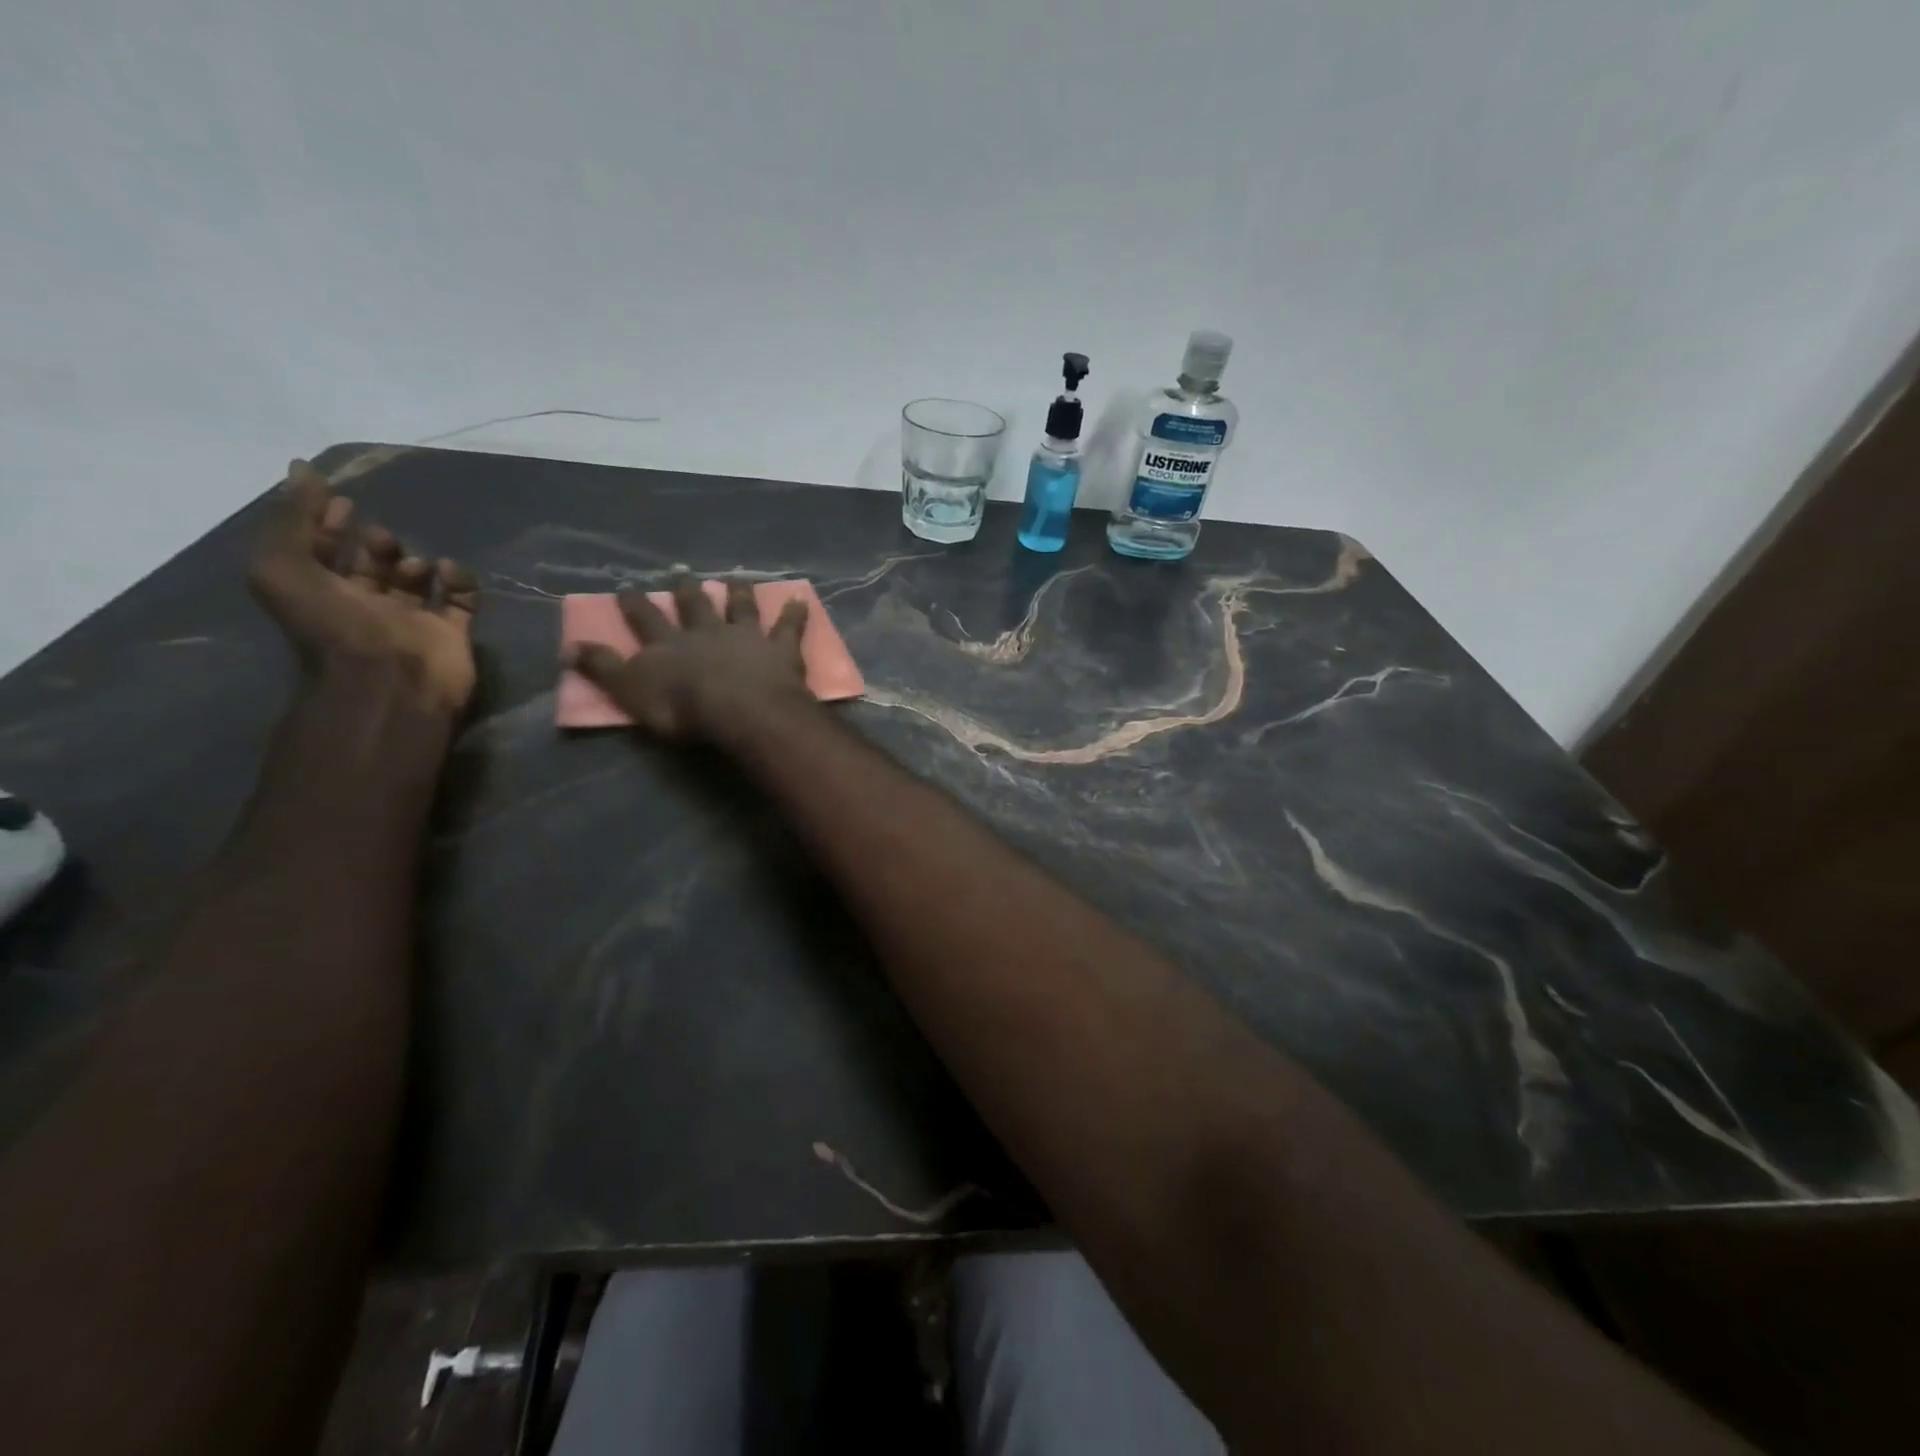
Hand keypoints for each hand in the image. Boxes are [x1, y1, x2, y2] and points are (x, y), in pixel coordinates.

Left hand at [248, 460, 480, 713]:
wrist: (390, 683)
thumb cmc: (332, 627)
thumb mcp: (281, 566)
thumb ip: (290, 517)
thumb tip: (301, 469)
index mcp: (321, 594)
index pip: (321, 551)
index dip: (325, 522)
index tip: (340, 498)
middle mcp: (366, 607)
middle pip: (372, 565)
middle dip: (376, 543)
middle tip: (380, 537)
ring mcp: (413, 621)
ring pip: (417, 580)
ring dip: (414, 561)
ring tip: (413, 565)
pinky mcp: (453, 633)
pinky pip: (461, 598)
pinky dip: (459, 580)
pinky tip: (448, 572)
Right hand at [567, 572, 810, 741]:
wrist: (740, 709)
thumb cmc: (683, 708)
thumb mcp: (631, 692)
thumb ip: (604, 669)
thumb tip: (569, 647)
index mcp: (669, 645)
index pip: (645, 620)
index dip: (634, 604)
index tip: (626, 587)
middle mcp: (706, 632)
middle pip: (694, 606)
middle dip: (686, 589)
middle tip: (681, 571)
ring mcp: (745, 637)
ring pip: (740, 607)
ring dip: (739, 592)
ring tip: (736, 576)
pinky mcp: (779, 648)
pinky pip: (789, 627)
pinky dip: (796, 613)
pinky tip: (801, 598)